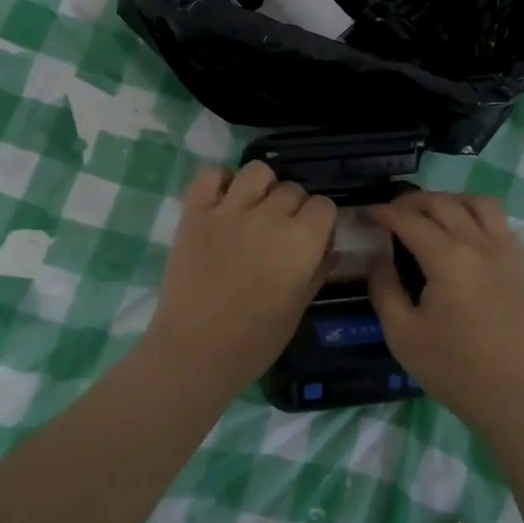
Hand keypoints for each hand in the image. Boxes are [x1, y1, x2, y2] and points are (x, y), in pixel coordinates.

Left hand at [144, 162, 336, 387]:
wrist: (195, 351)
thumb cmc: (255, 341)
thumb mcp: (299, 308)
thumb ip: (318, 270)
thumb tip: (328, 247)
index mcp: (301, 241)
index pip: (324, 206)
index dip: (320, 222)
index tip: (311, 240)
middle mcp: (269, 216)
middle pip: (292, 189)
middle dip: (293, 208)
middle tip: (280, 233)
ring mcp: (229, 211)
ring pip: (257, 171)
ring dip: (262, 187)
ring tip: (254, 209)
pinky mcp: (195, 213)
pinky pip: (210, 175)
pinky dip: (218, 181)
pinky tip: (223, 201)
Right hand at [367, 192, 523, 428]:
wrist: (511, 394)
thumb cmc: (451, 367)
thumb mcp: (401, 333)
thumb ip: (384, 288)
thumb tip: (377, 257)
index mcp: (448, 258)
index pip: (409, 220)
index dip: (382, 213)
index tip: (363, 215)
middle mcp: (478, 244)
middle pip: (442, 203)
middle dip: (410, 201)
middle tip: (388, 214)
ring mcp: (504, 252)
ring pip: (478, 203)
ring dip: (449, 200)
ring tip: (429, 215)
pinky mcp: (518, 265)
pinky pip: (500, 222)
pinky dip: (476, 215)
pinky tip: (463, 233)